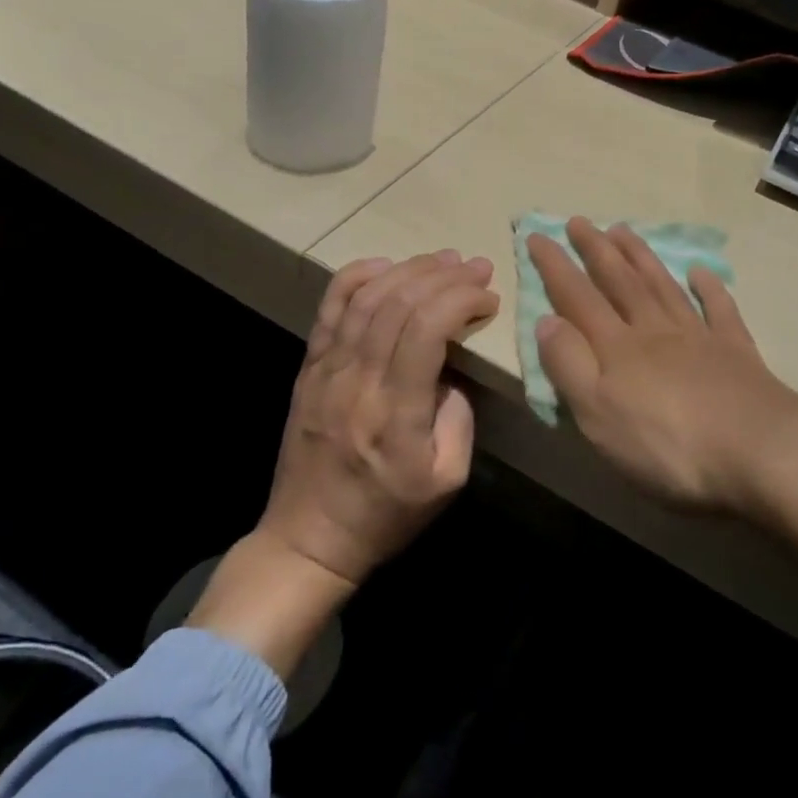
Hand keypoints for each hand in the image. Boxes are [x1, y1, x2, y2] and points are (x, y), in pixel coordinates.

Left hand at [257, 250, 496, 587]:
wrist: (309, 538)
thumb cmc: (386, 514)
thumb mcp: (447, 480)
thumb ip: (459, 418)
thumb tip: (452, 369)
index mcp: (395, 412)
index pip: (426, 329)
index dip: (461, 300)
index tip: (488, 298)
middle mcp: (357, 381)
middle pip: (399, 303)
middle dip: (444, 276)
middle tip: (476, 267)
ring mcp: (327, 370)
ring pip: (366, 297)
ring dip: (409, 269)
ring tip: (443, 259)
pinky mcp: (309, 367)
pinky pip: (330, 308)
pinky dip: (357, 276)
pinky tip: (386, 264)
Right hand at [526, 218, 797, 516]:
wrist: (760, 451)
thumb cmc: (668, 444)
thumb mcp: (598, 414)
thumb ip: (569, 365)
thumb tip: (546, 320)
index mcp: (617, 347)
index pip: (577, 297)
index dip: (555, 266)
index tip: (538, 234)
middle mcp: (655, 331)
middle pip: (620, 282)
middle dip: (596, 249)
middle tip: (580, 221)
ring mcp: (699, 337)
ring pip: (663, 287)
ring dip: (641, 258)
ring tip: (623, 231)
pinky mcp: (737, 353)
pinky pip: (720, 310)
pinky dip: (709, 289)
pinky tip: (701, 272)